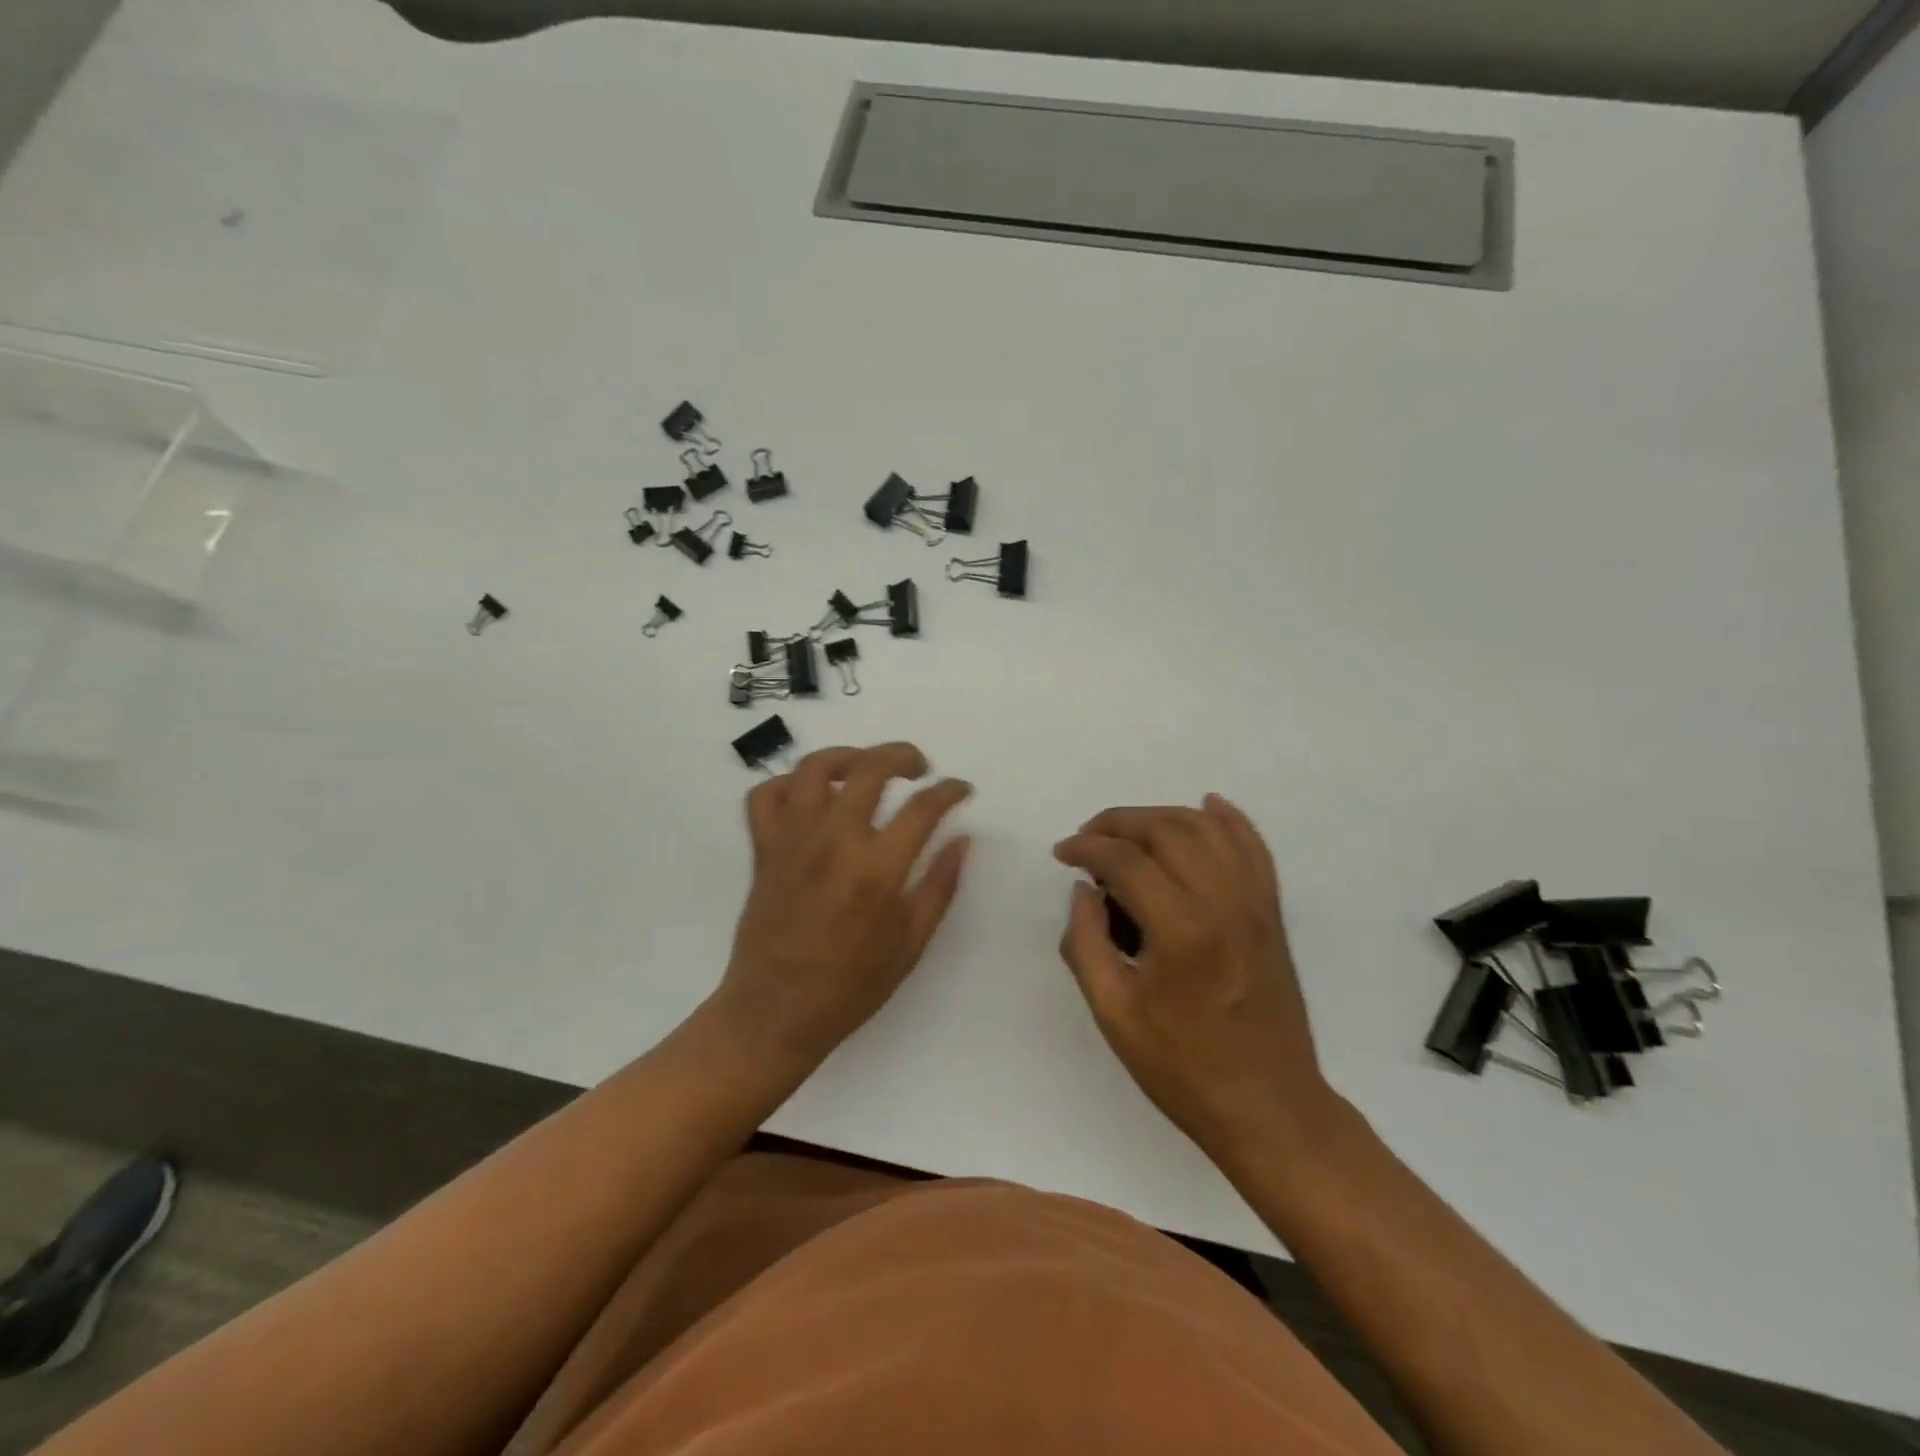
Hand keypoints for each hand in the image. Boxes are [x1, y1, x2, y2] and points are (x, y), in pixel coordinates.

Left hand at [714, 742, 971, 1068]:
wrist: (774, 1013)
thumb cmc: (850, 987)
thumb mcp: (910, 945)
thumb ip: (940, 887)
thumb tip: (962, 840)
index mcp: (877, 871)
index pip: (923, 807)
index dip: (949, 790)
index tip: (960, 790)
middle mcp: (833, 842)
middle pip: (869, 768)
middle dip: (902, 755)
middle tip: (919, 767)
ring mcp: (792, 841)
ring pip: (813, 768)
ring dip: (846, 755)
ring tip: (865, 767)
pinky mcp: (763, 849)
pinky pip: (765, 795)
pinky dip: (788, 783)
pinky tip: (811, 795)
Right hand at [1053, 795, 1335, 1167]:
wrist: (1269, 1107)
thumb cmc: (1183, 1068)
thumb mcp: (1114, 1014)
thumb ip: (1086, 943)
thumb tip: (1084, 891)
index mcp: (1182, 931)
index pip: (1126, 860)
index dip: (1086, 848)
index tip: (1063, 854)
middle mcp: (1224, 903)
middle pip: (1167, 829)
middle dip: (1119, 822)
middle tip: (1088, 839)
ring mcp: (1255, 904)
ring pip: (1208, 828)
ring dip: (1163, 816)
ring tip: (1129, 832)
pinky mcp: (1273, 913)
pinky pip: (1255, 847)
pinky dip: (1230, 819)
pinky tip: (1208, 805)